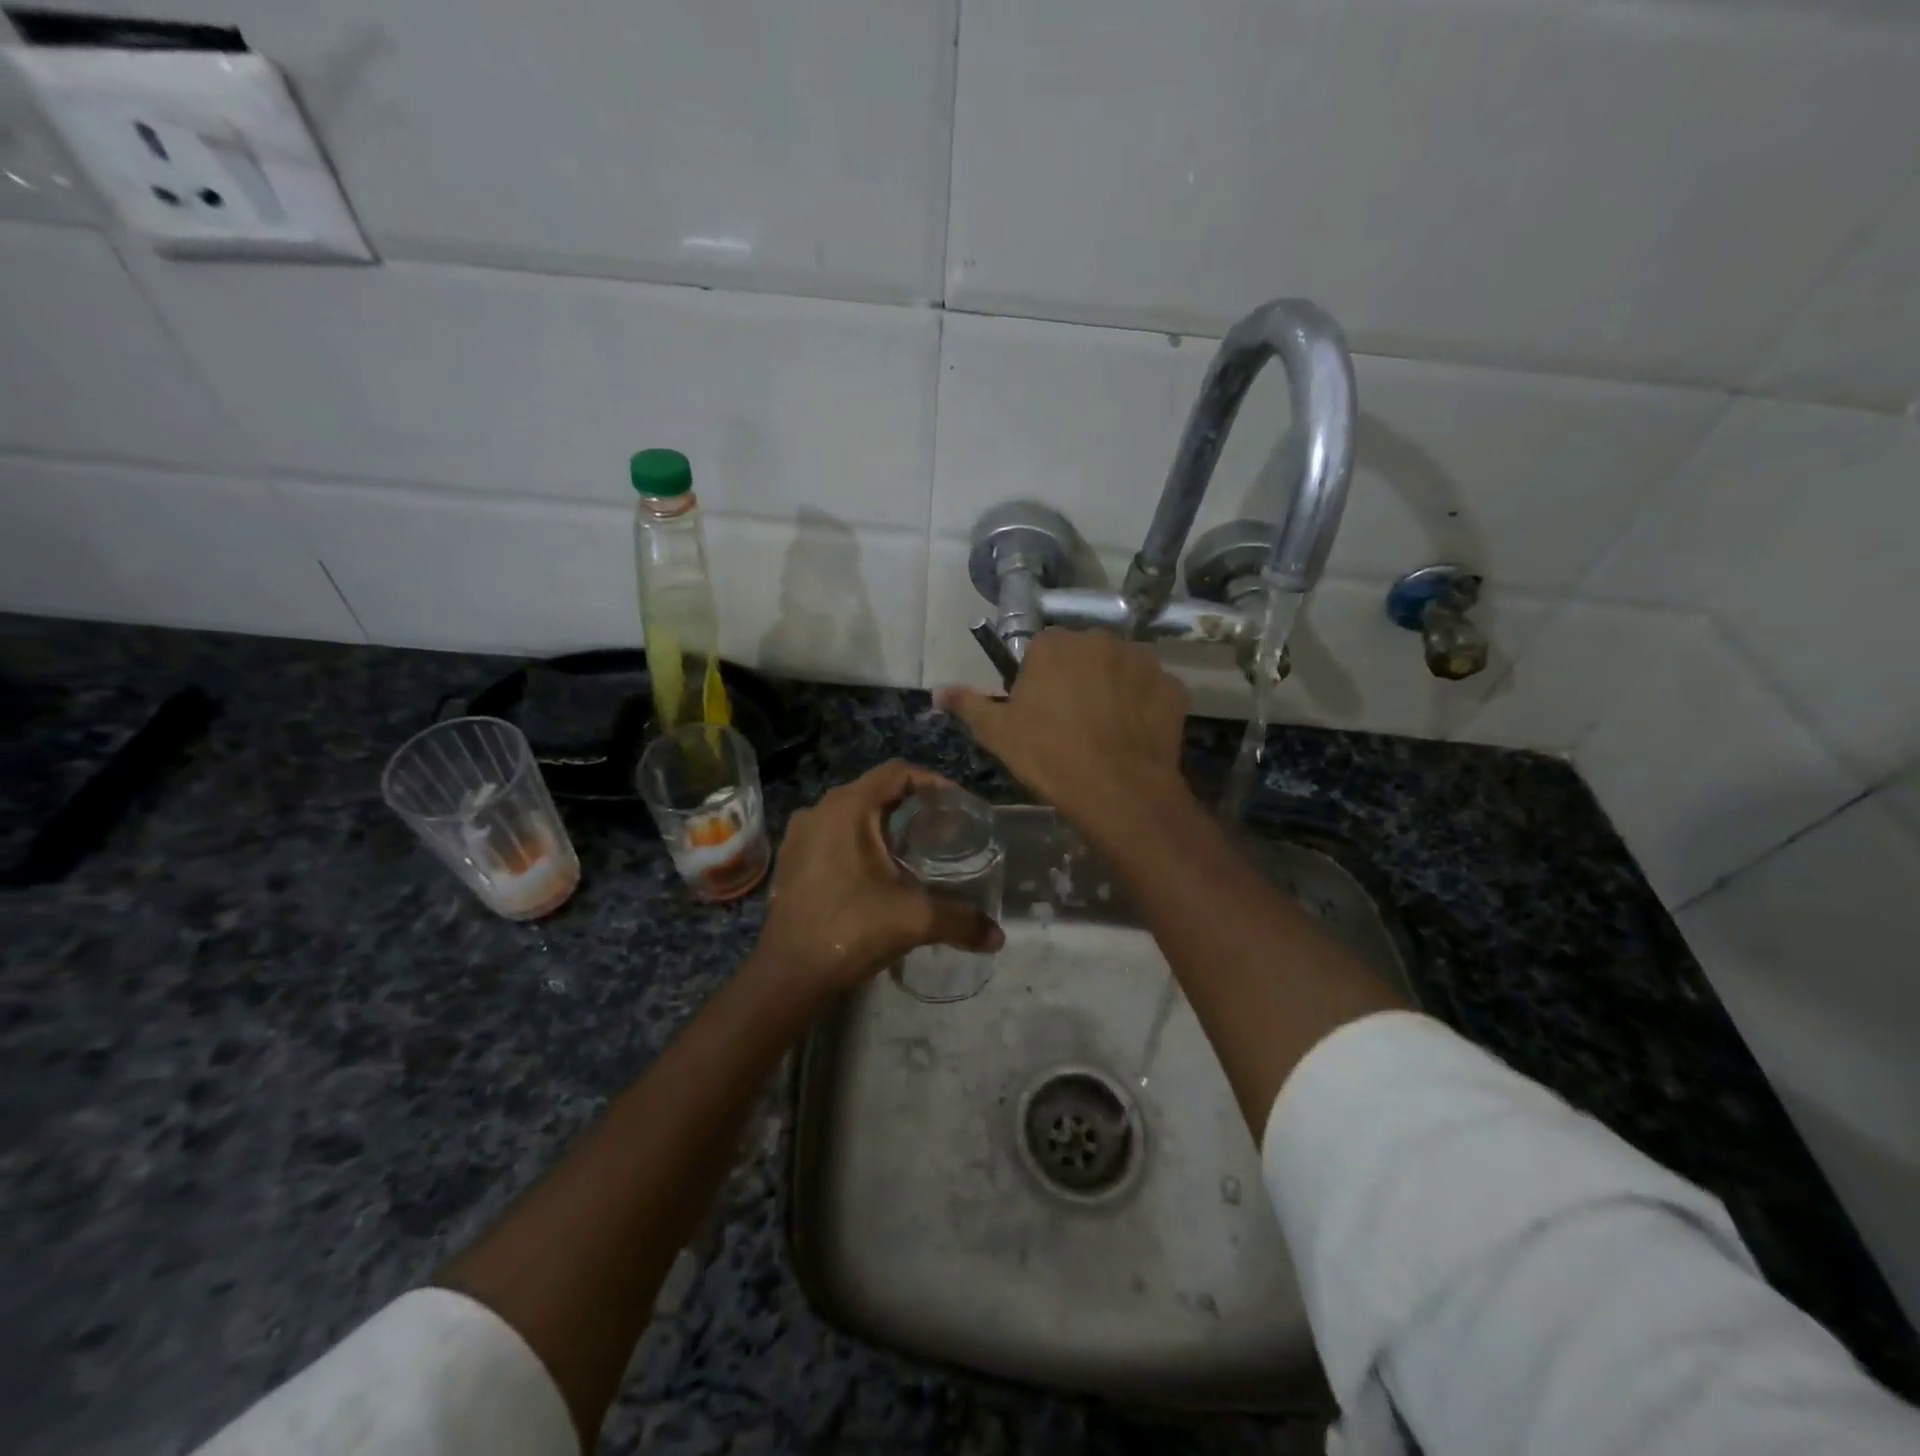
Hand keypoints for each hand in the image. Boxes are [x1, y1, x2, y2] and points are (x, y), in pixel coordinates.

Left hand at [750, 761, 1003, 1002]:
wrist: (789, 975)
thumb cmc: (852, 929)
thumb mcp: (915, 920)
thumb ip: (962, 921)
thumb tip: (998, 937)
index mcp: (847, 808)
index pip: (898, 773)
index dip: (933, 782)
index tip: (958, 805)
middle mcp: (819, 810)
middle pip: (875, 791)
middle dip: (912, 805)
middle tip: (943, 828)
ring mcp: (800, 836)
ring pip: (852, 814)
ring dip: (884, 825)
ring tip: (914, 849)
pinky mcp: (791, 861)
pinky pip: (832, 835)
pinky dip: (859, 843)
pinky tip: (878, 873)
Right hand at [936, 628, 1189, 830]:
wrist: (1116, 790)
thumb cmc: (1048, 755)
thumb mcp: (997, 733)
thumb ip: (967, 705)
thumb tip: (938, 691)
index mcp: (1056, 644)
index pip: (1042, 650)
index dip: (1039, 680)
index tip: (1039, 711)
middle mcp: (1101, 639)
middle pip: (1084, 655)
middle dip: (1078, 679)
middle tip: (1071, 721)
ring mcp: (1143, 661)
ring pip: (1121, 669)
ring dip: (1113, 689)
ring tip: (1106, 731)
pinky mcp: (1172, 688)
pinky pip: (1152, 691)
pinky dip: (1143, 707)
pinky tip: (1133, 736)